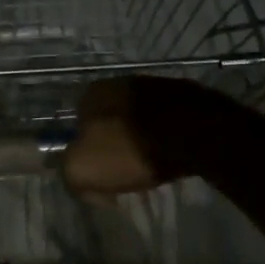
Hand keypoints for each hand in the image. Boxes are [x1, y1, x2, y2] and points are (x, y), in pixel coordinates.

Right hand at [63, 76, 253, 197]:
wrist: (195, 133)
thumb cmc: (131, 149)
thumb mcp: (82, 170)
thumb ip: (69, 173)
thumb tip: (83, 182)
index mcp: (91, 94)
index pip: (77, 127)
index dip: (85, 153)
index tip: (100, 175)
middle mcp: (119, 82)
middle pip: (108, 122)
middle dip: (113, 144)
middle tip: (125, 171)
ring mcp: (153, 85)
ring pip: (137, 120)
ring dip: (140, 139)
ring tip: (151, 164)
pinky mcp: (183, 94)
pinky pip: (164, 120)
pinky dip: (164, 135)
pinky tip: (171, 153)